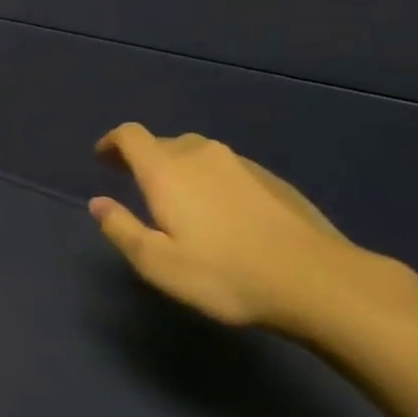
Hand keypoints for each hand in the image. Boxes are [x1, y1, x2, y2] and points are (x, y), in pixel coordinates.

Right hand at [88, 123, 374, 332]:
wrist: (319, 281)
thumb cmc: (226, 274)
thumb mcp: (159, 264)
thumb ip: (122, 229)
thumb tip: (98, 203)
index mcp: (166, 170)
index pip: (130, 135)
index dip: (112, 143)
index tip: (103, 159)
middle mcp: (200, 155)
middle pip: (163, 142)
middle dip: (144, 158)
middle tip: (137, 184)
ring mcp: (241, 164)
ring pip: (197, 154)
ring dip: (180, 168)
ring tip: (180, 200)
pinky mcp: (271, 179)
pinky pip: (227, 169)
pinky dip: (212, 180)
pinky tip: (223, 214)